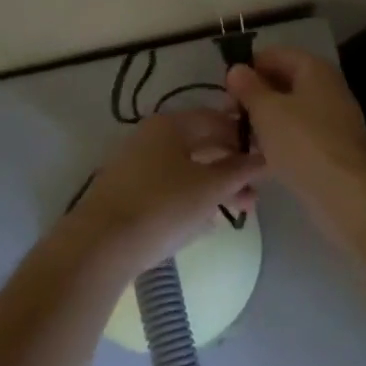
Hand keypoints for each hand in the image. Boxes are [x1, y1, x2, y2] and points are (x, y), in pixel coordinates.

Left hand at [63, 109, 264, 278]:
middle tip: (255, 193)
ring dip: (215, 187)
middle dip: (231, 168)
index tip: (266, 158)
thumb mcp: (210, 188)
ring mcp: (135, 165)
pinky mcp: (127, 193)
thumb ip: (240, 170)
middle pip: (201, 145)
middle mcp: (150, 137)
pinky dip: (191, 199)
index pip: (216, 119)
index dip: (243, 136)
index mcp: (171, 124)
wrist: (99, 246)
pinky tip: (206, 222)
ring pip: (186, 169)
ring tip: (238, 212)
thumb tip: (263, 158)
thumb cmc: (162, 206)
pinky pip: (168, 188)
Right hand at [225, 48, 365, 230]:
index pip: (275, 54)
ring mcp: (331, 119)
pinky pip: (298, 136)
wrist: (347, 194)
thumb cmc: (304, 142)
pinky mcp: (330, 148)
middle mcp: (326, 88)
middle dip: (254, 96)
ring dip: (264, 121)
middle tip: (228, 116)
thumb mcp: (267, 111)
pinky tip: (258, 159)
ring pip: (289, 111)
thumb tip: (236, 69)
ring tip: (237, 139)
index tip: (225, 90)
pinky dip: (278, 142)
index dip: (248, 68)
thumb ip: (248, 88)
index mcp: (314, 69)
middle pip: (283, 82)